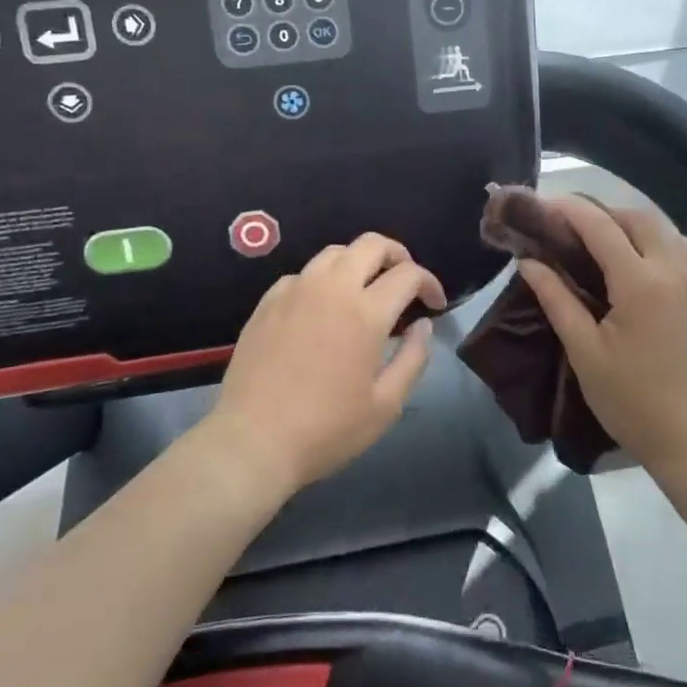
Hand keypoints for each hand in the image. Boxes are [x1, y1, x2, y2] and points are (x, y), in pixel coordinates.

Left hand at [210, 233, 445, 492]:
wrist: (252, 442)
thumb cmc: (326, 429)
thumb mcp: (386, 405)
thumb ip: (413, 358)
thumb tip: (423, 325)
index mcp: (365, 312)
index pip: (408, 274)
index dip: (429, 283)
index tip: (434, 304)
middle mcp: (332, 288)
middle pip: (372, 244)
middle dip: (397, 255)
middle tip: (405, 281)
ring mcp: (296, 290)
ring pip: (335, 252)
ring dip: (359, 261)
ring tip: (366, 288)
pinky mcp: (268, 301)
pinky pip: (304, 274)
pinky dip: (324, 280)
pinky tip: (323, 307)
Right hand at [518, 196, 686, 475]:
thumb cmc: (637, 403)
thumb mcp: (587, 355)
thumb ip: (557, 301)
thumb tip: (529, 263)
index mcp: (640, 282)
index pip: (600, 226)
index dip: (569, 210)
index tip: (545, 206)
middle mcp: (676, 269)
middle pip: (638, 217)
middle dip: (604, 213)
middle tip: (575, 229)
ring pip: (668, 231)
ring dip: (635, 227)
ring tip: (608, 246)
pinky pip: (686, 253)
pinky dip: (660, 245)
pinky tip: (645, 269)